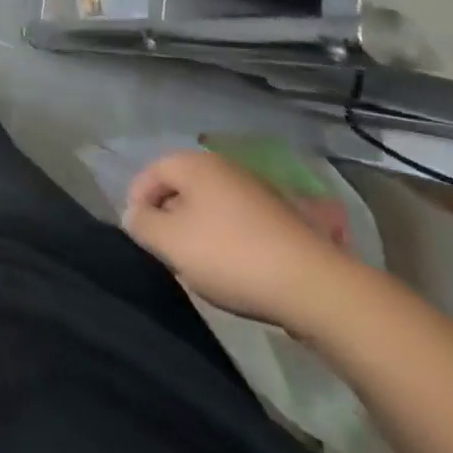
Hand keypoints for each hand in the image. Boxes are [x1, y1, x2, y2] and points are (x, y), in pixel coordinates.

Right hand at [122, 149, 357, 334]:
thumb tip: (135, 215)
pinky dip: (228, 241)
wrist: (317, 288)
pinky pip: (238, 222)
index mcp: (195, 163)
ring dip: (198, 232)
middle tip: (168, 253)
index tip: (140, 237)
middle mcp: (224, 166)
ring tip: (200, 266)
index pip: (150, 173)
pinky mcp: (282, 218)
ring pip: (210, 207)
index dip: (137, 203)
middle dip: (169, 218)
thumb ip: (141, 223)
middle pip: (181, 188)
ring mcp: (257, 190)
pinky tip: (235, 270)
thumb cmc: (231, 256)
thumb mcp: (170, 242)